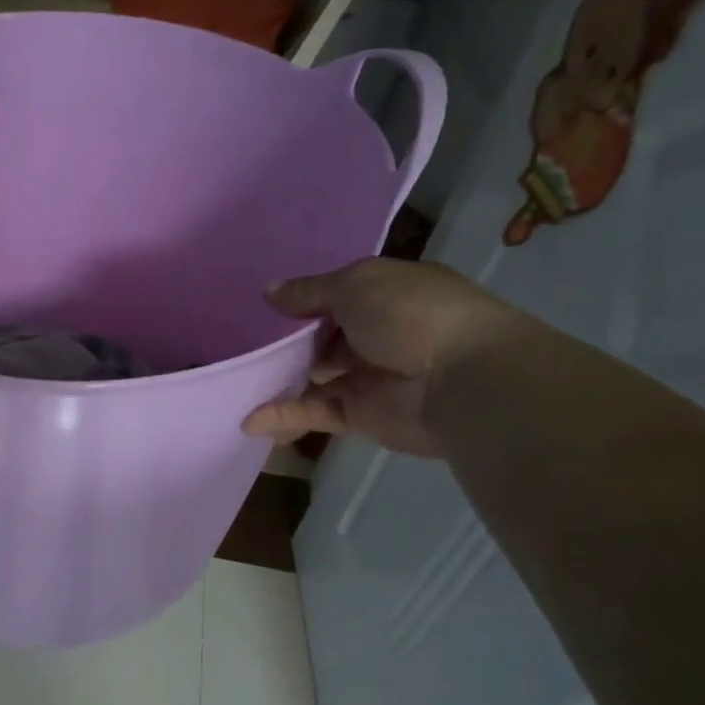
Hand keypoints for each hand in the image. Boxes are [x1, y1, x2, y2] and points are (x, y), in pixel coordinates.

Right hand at [242, 259, 524, 456]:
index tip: (266, 311)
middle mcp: (381, 335)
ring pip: (316, 379)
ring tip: (241, 383)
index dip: (305, 302)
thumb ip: (309, 291)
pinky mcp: (362, 416)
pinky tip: (252, 420)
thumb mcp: (355, 285)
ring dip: (281, 381)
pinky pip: (316, 413)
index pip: (340, 296)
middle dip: (289, 345)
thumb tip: (269, 291)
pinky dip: (285, 416)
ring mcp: (371, 377)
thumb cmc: (412, 315)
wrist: (464, 381)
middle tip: (247, 348)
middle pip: (324, 339)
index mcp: (389, 296)